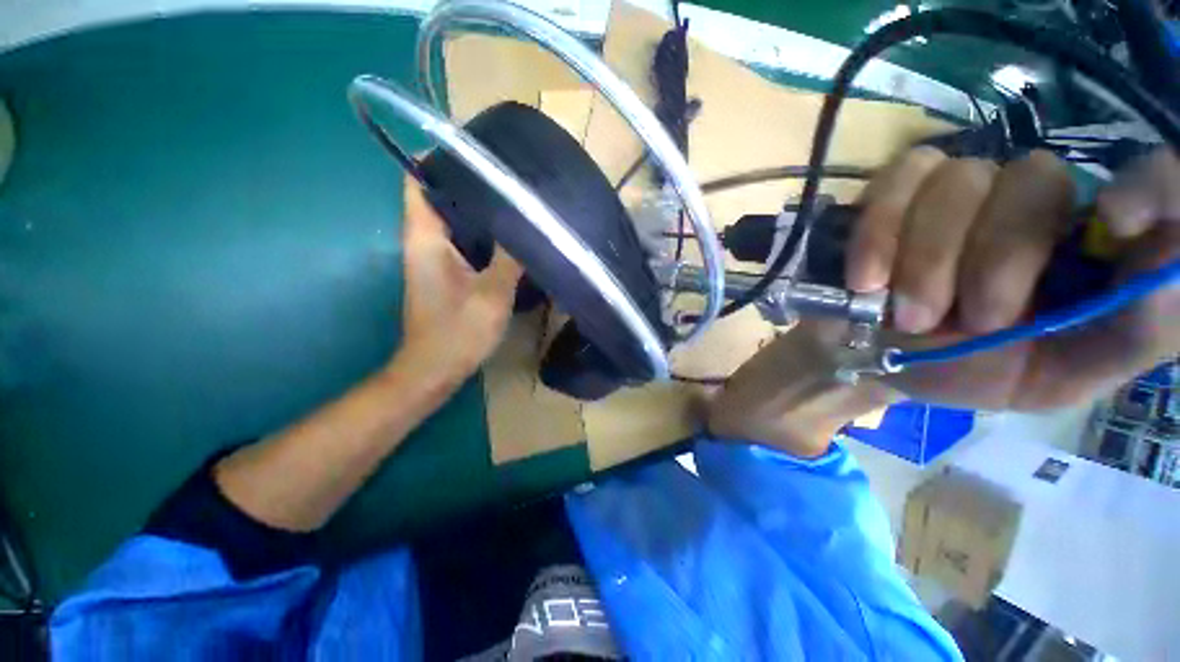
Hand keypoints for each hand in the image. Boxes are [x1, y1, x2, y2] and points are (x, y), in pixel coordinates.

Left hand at [394, 176, 521, 385]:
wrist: (434, 370)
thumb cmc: (457, 332)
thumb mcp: (491, 294)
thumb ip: (510, 257)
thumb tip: (528, 224)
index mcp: (425, 238)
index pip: (418, 182)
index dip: (440, 160)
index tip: (476, 150)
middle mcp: (424, 242)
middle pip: (441, 198)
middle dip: (470, 183)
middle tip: (507, 175)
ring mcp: (435, 259)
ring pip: (455, 222)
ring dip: (479, 211)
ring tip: (513, 199)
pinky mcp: (447, 275)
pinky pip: (464, 243)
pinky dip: (483, 235)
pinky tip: (510, 236)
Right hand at [847, 146, 1179, 409]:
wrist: (871, 358)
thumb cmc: (963, 369)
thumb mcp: (1056, 377)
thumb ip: (1126, 337)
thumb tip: (1174, 270)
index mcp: (1085, 247)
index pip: (1151, 180)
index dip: (1151, 184)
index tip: (1119, 222)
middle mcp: (1031, 201)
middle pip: (1035, 179)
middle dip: (997, 258)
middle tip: (970, 321)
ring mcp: (957, 188)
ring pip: (961, 179)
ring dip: (928, 258)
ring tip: (906, 314)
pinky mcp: (894, 192)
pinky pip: (896, 182)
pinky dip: (879, 234)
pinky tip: (867, 280)